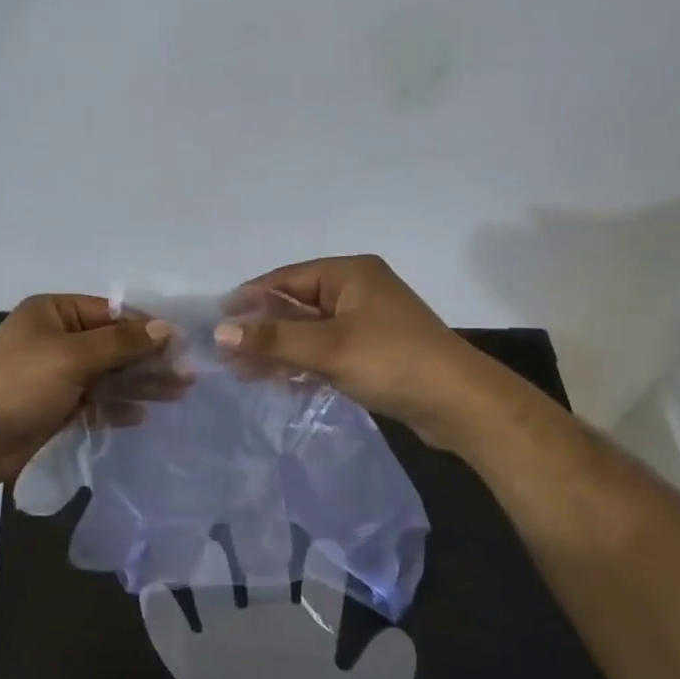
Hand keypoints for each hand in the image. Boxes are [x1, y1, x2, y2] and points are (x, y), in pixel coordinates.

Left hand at [0, 295, 172, 487]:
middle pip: (113, 345)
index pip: (111, 313)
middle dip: (148, 359)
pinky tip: (142, 415)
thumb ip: (122, 342)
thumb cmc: (20, 384)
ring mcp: (57, 373)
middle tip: (186, 375)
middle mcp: (57, 338)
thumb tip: (167, 328)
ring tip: (178, 394)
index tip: (181, 344)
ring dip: (140, 384)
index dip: (146, 328)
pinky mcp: (57, 406)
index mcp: (54, 312)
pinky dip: (117, 406)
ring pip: (108, 374)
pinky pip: (96, 400)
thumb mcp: (73, 356)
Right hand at [142, 549, 416, 678]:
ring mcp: (229, 648)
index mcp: (307, 637)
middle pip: (258, 574)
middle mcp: (266, 630)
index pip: (316, 591)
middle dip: (254, 538)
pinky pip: (173, 640)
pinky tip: (149, 590)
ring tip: (199, 535)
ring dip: (205, 570)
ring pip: (213, 595)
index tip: (316, 523)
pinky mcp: (198, 672)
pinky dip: (161, 618)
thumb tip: (401, 639)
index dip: (320, 563)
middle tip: (250, 497)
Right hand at [215, 255, 484, 448]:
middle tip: (227, 354)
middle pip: (296, 305)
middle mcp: (357, 291)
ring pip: (310, 331)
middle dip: (262, 330)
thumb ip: (273, 340)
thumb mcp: (328, 348)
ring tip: (244, 372)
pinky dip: (304, 364)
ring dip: (280, 350)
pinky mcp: (374, 352)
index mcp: (349, 274)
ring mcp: (367, 322)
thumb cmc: (392, 361)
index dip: (251, 297)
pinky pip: (327, 351)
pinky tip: (281, 383)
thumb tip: (219, 333)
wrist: (461, 404)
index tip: (218, 319)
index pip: (287, 278)